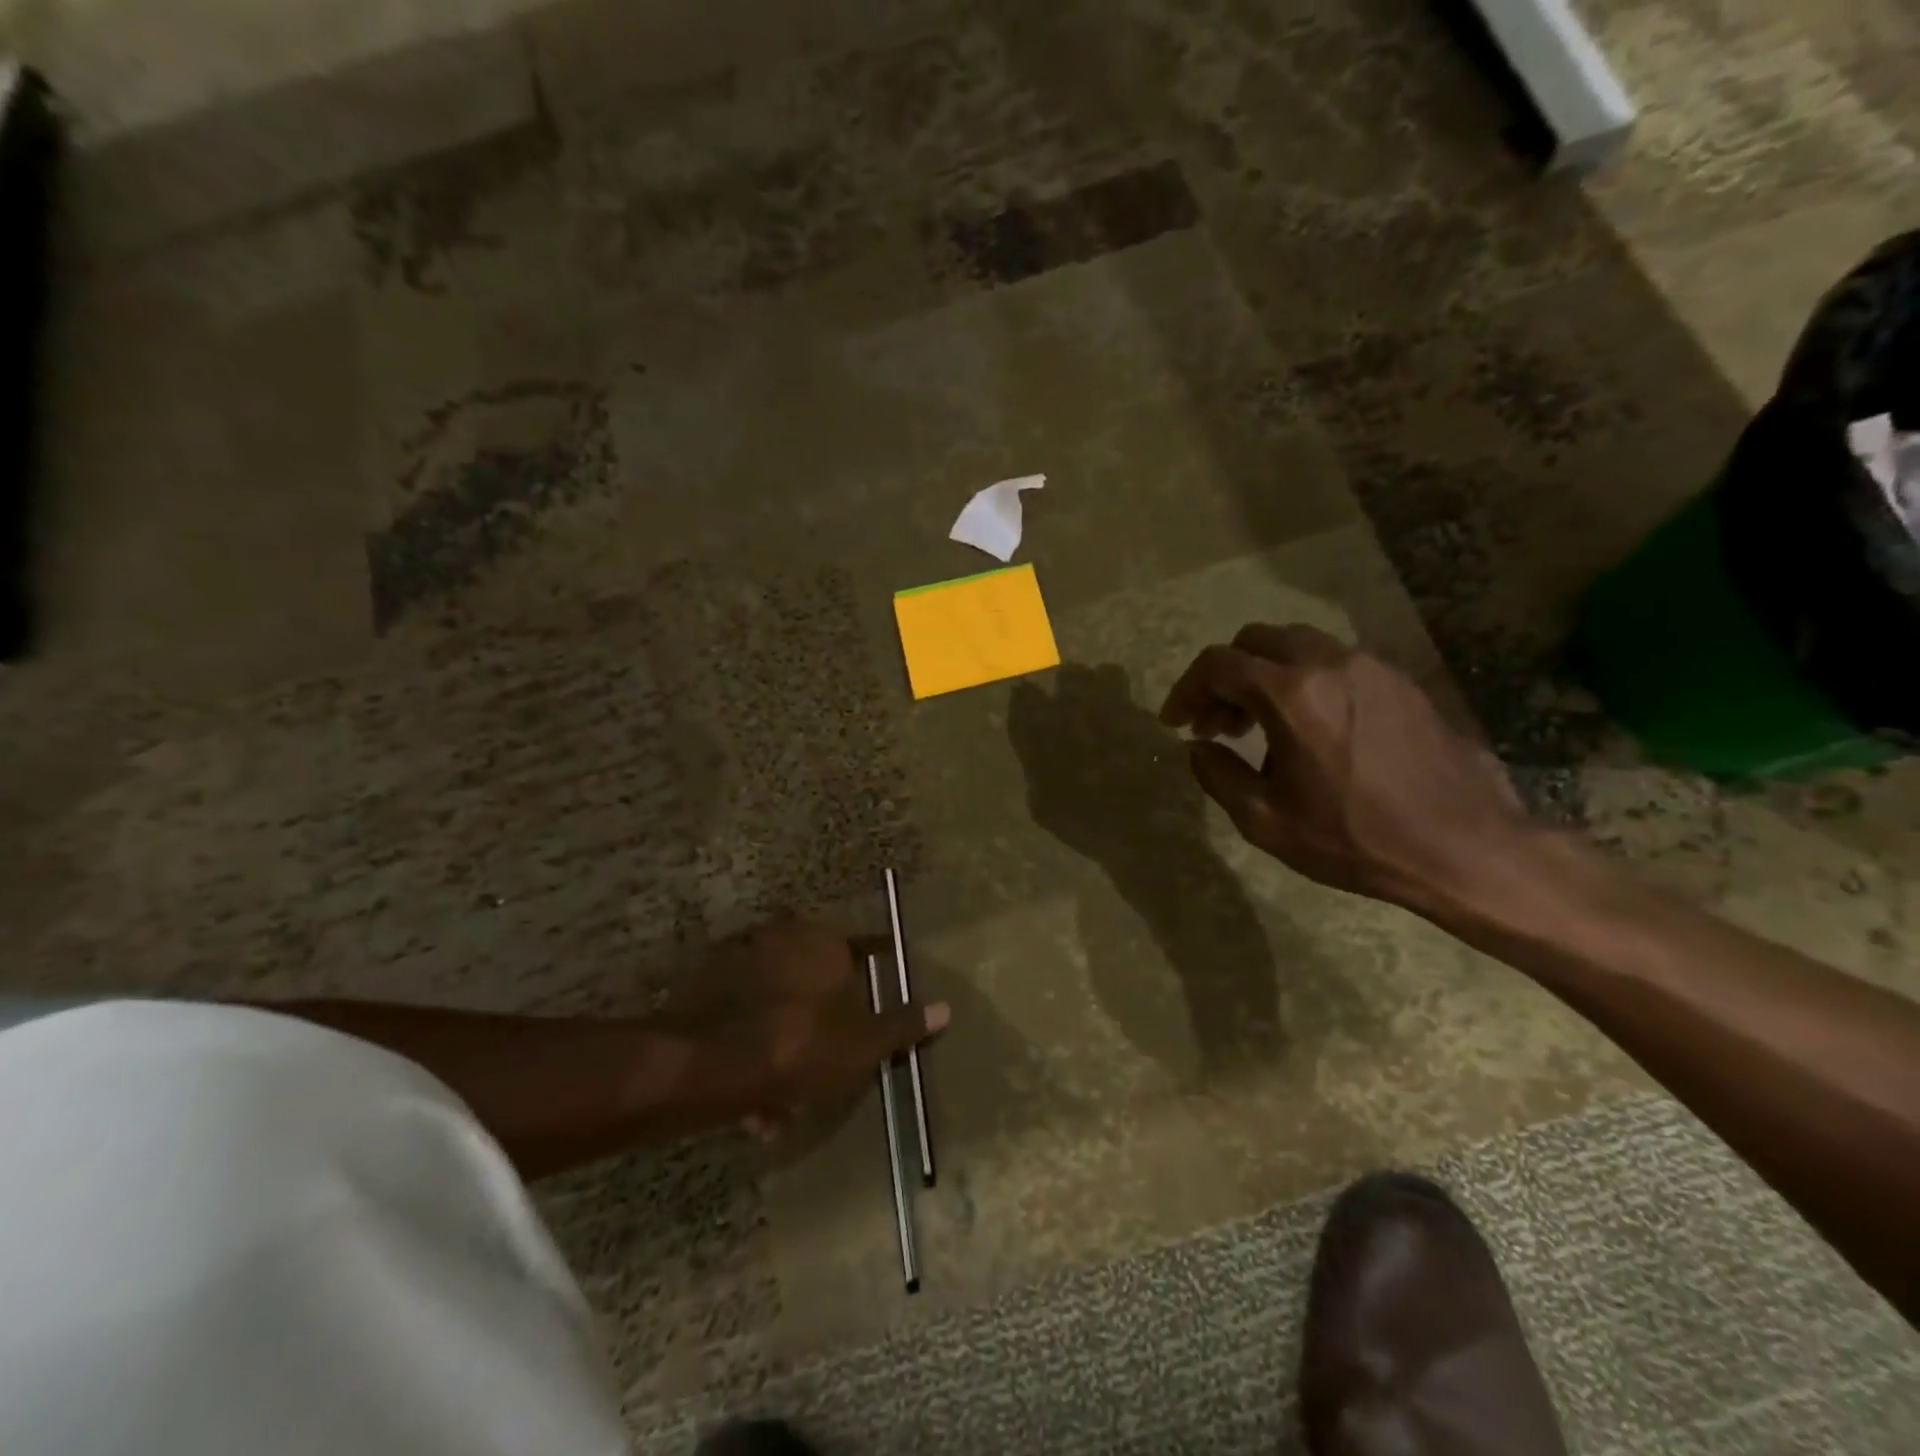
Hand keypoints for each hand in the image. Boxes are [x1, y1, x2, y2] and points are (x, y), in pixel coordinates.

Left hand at [681, 921, 948, 1139]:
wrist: (706, 1063)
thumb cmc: (800, 1045)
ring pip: (777, 1005)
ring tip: (785, 1104)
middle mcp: (781, 939)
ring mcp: (740, 961)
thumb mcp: (862, 1044)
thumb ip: (902, 1025)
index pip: (862, 946)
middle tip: (829, 1065)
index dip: (874, 967)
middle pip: (815, 980)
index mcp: (823, 941)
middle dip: (823, 1023)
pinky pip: (744, 1021)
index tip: (877, 989)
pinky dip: (754, 1052)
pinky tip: (755, 1101)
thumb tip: (946, 1008)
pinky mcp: (706, 989)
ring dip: (786, 1047)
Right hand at [1158, 624, 1538, 916]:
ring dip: (1264, 675)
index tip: (1176, 721)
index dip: (1186, 689)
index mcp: (1291, 695)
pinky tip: (1310, 729)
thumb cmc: (1355, 838)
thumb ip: (1217, 774)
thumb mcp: (1265, 820)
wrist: (1464, 847)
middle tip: (1218, 724)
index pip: (1218, 664)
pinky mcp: (1400, 681)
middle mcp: (1329, 663)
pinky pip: (1335, 661)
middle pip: (1255, 641)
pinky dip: (1304, 680)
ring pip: (1297, 645)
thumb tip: (1197, 747)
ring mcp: (1371, 666)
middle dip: (1224, 676)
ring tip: (1260, 725)